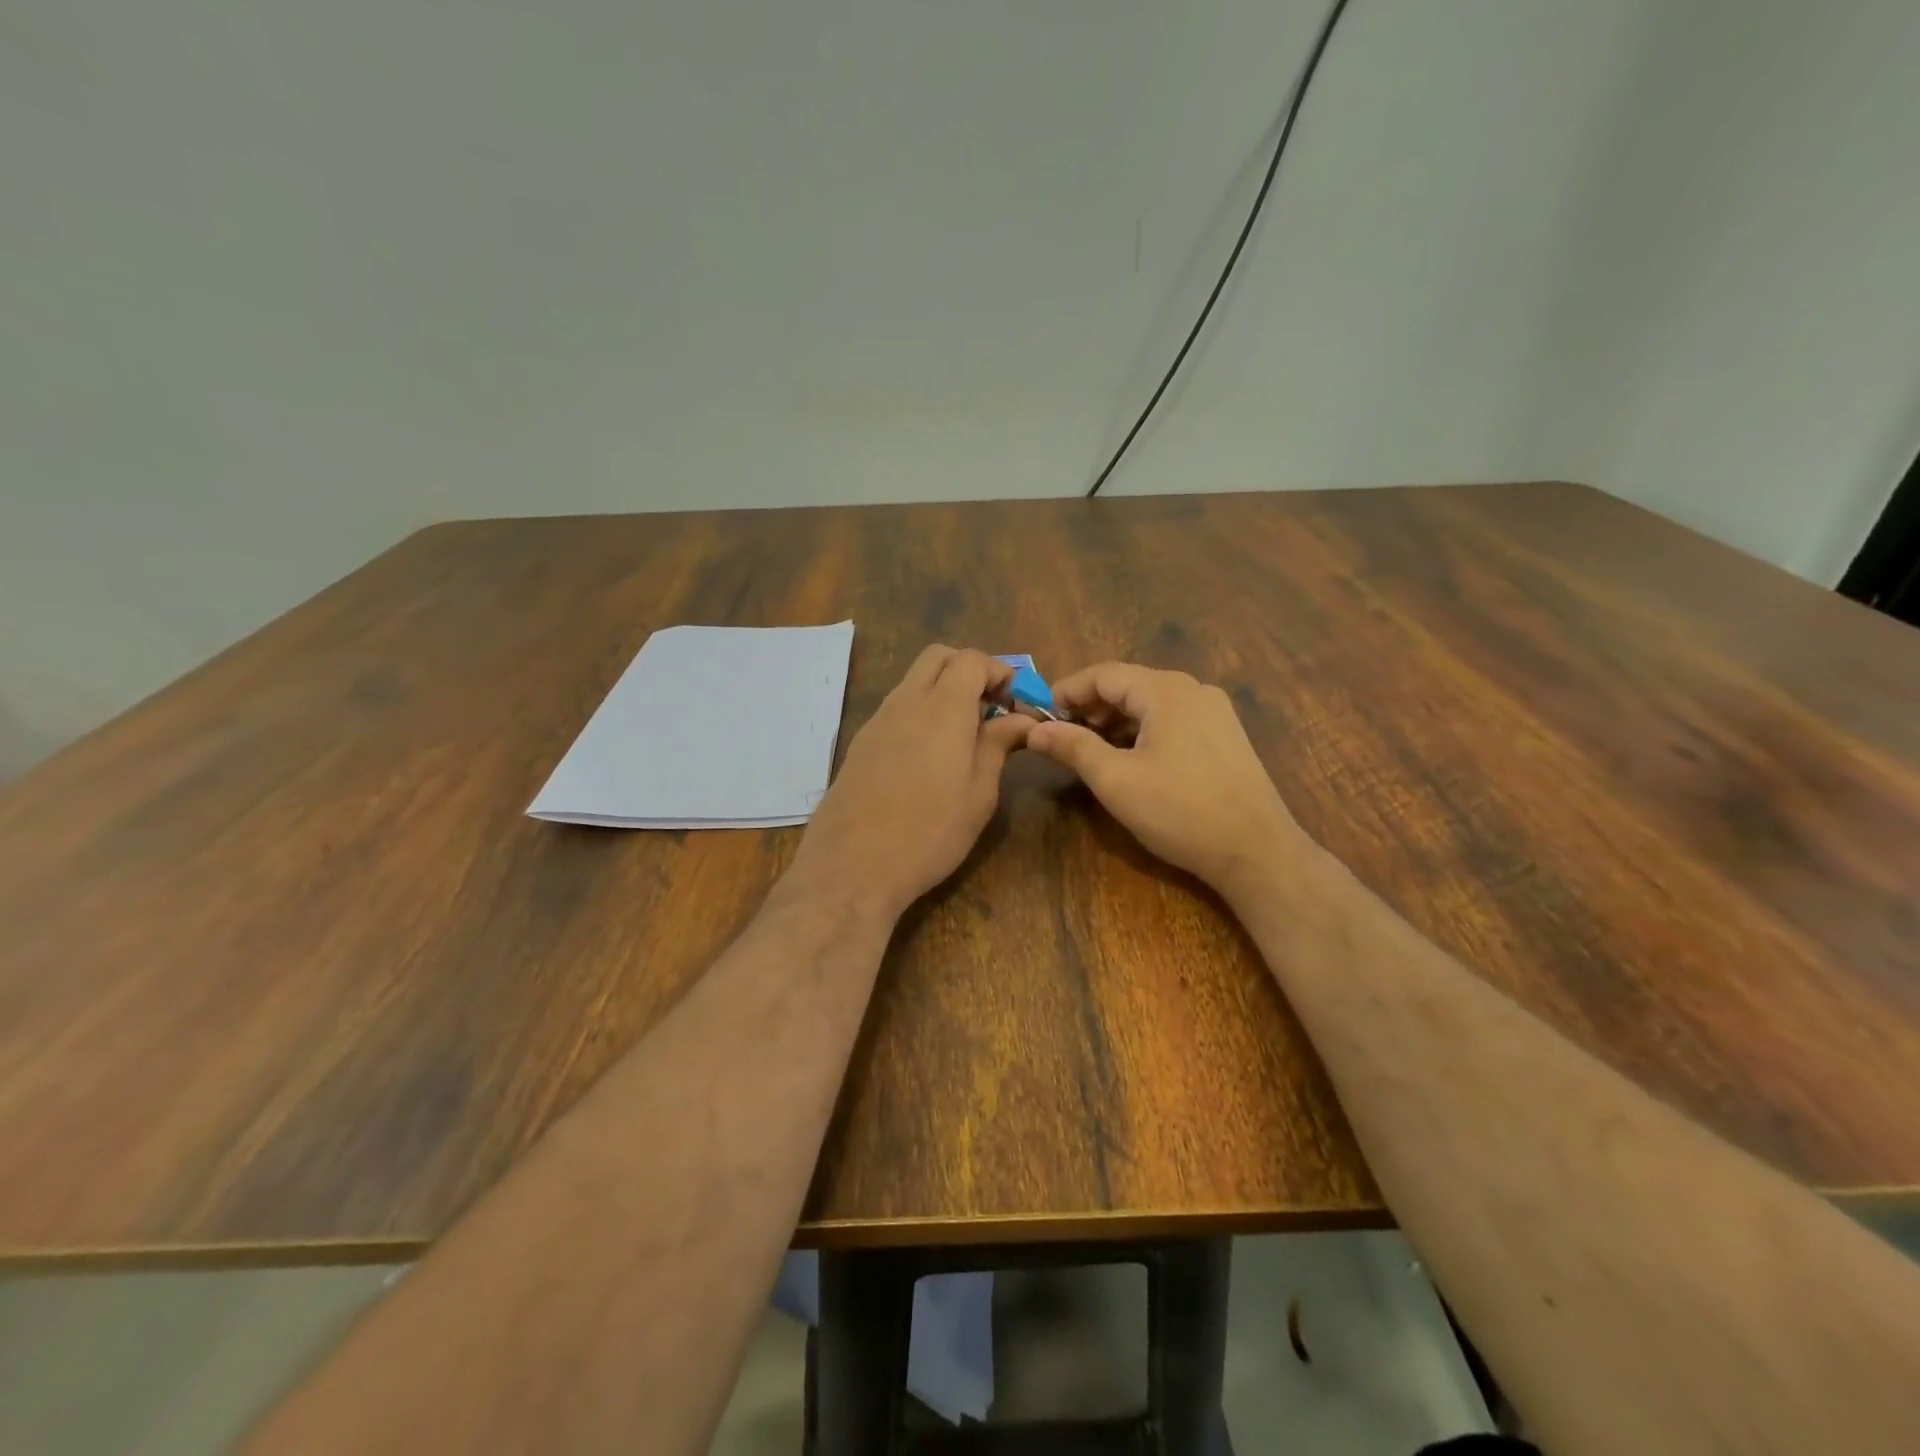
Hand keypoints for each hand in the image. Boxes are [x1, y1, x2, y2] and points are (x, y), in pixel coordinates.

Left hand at [786, 646, 1031, 918]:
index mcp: (943, 707)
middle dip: (969, 670)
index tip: (1017, 702)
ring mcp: (877, 721)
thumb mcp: (979, 794)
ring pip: (914, 681)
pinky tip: (930, 756)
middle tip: (991, 708)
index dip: (1000, 672)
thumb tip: (1020, 718)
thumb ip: (998, 745)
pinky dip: (921, 712)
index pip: (972, 660)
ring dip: (943, 691)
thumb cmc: (930, 833)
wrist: (853, 866)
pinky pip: (897, 708)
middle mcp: (906, 701)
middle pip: (938, 657)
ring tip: (965, 735)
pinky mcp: (861, 743)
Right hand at [1026, 662, 1305, 897]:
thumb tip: (1034, 730)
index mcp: (1166, 691)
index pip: (1103, 674)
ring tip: (1089, 750)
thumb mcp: (1116, 780)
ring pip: (1150, 702)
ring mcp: (1214, 711)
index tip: (1039, 715)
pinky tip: (1129, 758)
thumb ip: (1073, 747)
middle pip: (1128, 684)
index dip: (1067, 691)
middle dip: (1089, 706)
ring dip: (1115, 720)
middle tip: (1060, 736)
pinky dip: (1142, 730)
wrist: (1256, 851)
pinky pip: (1172, 718)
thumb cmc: (1180, 811)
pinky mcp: (1224, 735)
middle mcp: (1193, 690)